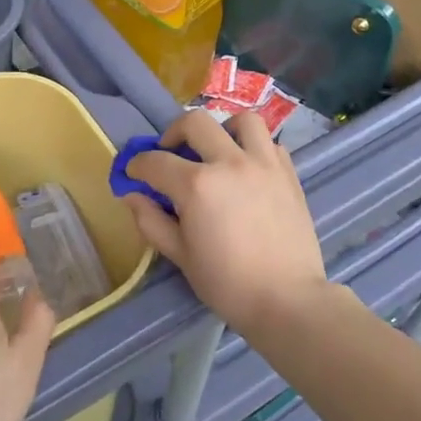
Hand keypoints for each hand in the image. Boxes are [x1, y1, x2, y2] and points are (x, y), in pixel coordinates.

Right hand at [122, 109, 327, 337]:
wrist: (287, 300)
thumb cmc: (227, 283)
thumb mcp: (180, 255)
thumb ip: (151, 221)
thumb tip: (132, 195)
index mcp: (197, 185)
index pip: (156, 161)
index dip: (137, 165)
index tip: (134, 173)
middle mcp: (230, 163)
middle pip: (195, 123)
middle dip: (173, 134)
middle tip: (170, 154)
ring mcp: (264, 164)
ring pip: (242, 120)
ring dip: (222, 130)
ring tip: (217, 151)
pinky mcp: (288, 173)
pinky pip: (270, 143)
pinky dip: (255, 148)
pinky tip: (247, 169)